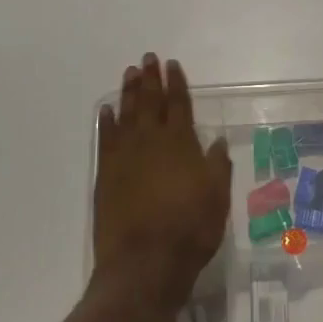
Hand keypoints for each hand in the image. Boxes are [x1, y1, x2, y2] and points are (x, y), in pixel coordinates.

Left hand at [93, 53, 231, 306]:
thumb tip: (216, 142)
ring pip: (127, 114)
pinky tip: (107, 110)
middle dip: (150, 79)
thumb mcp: (217, 199)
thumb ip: (217, 167)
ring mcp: (125, 157)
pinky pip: (106, 138)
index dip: (177, 83)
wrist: (145, 263)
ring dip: (129, 92)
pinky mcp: (105, 174)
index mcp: (181, 145)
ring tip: (129, 73)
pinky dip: (106, 121)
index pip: (180, 105)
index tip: (172, 65)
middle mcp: (151, 142)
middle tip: (147, 58)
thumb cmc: (190, 231)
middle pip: (151, 102)